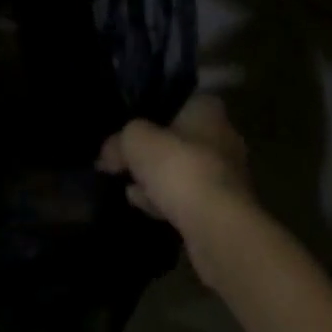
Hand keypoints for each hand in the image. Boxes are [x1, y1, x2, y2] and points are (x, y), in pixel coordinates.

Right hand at [98, 93, 251, 236]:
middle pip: (178, 138)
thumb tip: (105, 153)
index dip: (149, 113)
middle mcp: (222, 135)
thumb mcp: (137, 143)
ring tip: (128, 186)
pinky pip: (188, 199)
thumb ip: (119, 141)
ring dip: (157, 179)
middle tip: (125, 161)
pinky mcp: (224, 210)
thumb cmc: (182, 169)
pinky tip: (143, 206)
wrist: (220, 231)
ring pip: (182, 171)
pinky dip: (167, 201)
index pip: (174, 101)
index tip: (128, 128)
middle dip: (153, 151)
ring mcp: (226, 175)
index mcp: (208, 108)